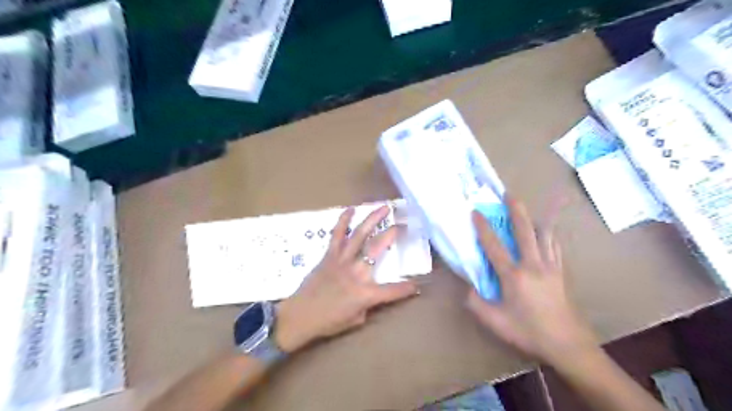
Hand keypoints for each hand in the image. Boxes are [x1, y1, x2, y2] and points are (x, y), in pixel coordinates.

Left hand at [274, 206, 420, 352]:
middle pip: (378, 248)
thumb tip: (372, 291)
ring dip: (373, 219)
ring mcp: (342, 260)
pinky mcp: (329, 255)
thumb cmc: (329, 321)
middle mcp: (357, 272)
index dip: (407, 288)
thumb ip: (368, 303)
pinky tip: (351, 209)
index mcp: (366, 293)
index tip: (416, 285)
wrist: (300, 316)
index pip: (393, 290)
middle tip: (403, 224)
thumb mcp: (356, 319)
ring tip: (384, 207)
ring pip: (360, 235)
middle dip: (392, 234)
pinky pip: (337, 235)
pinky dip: (343, 221)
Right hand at [465, 197, 596, 365]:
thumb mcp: (495, 322)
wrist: (568, 345)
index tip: (476, 212)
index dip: (483, 228)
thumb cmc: (529, 332)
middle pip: (524, 231)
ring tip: (528, 210)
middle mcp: (533, 265)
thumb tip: (468, 288)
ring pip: (544, 235)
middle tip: (508, 194)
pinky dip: (548, 236)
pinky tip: (546, 234)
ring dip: (534, 219)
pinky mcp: (560, 273)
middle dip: (515, 210)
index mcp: (514, 276)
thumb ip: (476, 303)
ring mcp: (550, 267)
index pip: (494, 246)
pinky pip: (554, 247)